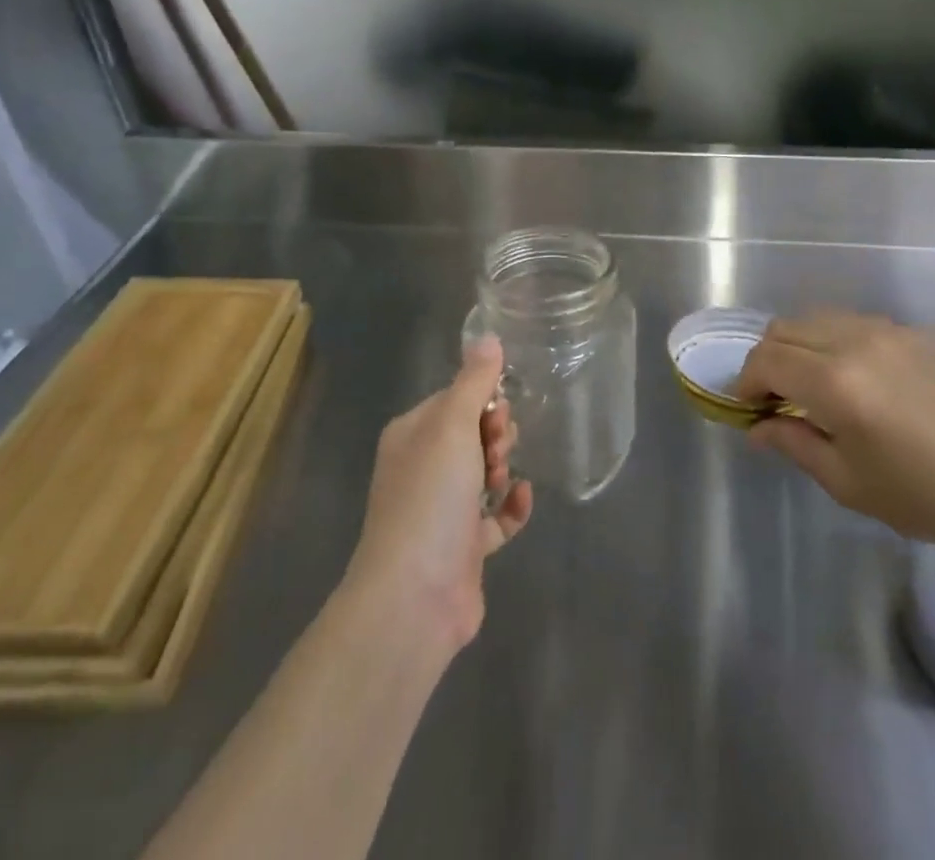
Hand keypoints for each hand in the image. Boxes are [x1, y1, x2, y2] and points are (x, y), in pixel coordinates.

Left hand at [345, 337, 532, 652]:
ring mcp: (441, 511)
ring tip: (502, 480)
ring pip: (483, 473)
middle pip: (471, 434)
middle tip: (498, 450)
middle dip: (495, 435)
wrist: (414, 598)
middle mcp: (421, 470)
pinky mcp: (463, 548)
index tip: (499, 413)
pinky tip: (523, 499)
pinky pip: (495, 516)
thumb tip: (488, 335)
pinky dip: (511, 506)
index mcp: (411, 436)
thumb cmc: (431, 498)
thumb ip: (474, 381)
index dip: (483, 401)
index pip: (453, 400)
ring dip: (502, 469)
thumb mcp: (452, 426)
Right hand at [735, 312, 934, 558]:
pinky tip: (849, 377)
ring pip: (815, 318)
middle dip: (766, 360)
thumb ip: (793, 443)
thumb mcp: (846, 482)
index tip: (746, 408)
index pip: (766, 360)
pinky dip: (830, 341)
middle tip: (772, 398)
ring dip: (797, 346)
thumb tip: (756, 428)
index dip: (745, 382)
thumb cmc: (922, 494)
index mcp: (835, 382)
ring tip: (808, 386)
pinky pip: (850, 323)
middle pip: (784, 329)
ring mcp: (885, 330)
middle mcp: (854, 341)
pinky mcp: (909, 332)